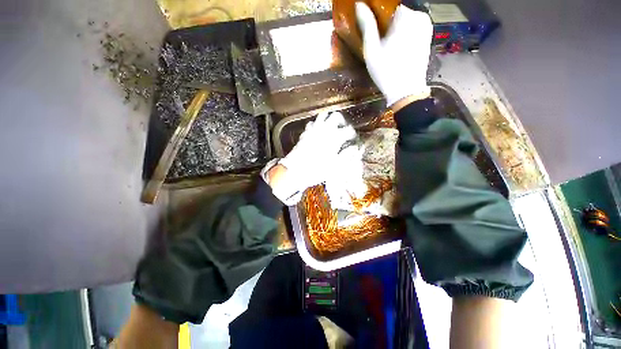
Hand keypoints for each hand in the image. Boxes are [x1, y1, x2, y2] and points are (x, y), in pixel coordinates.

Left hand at [266, 111, 358, 204]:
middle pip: (336, 116)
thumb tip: (354, 148)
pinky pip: (312, 123)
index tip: (353, 138)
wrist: (295, 170)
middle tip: (343, 129)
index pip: (347, 130)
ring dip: (329, 119)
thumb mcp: (335, 166)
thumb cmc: (316, 170)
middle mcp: (324, 130)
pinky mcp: (305, 133)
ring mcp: (313, 130)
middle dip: (342, 121)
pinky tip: (318, 131)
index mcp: (334, 138)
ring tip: (332, 128)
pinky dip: (317, 124)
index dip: (352, 133)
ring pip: (323, 116)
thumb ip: (346, 155)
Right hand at [355, 3, 432, 106]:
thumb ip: (367, 25)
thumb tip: (359, 5)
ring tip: (388, 48)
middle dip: (389, 25)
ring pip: (406, 23)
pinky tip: (398, 51)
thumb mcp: (372, 49)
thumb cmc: (386, 71)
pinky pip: (413, 31)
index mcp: (407, 16)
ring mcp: (426, 28)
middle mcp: (420, 18)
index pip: (390, 7)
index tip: (375, 32)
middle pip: (399, 15)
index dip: (380, 18)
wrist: (405, 91)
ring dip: (397, 31)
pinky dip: (405, 37)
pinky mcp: (428, 39)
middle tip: (381, 43)